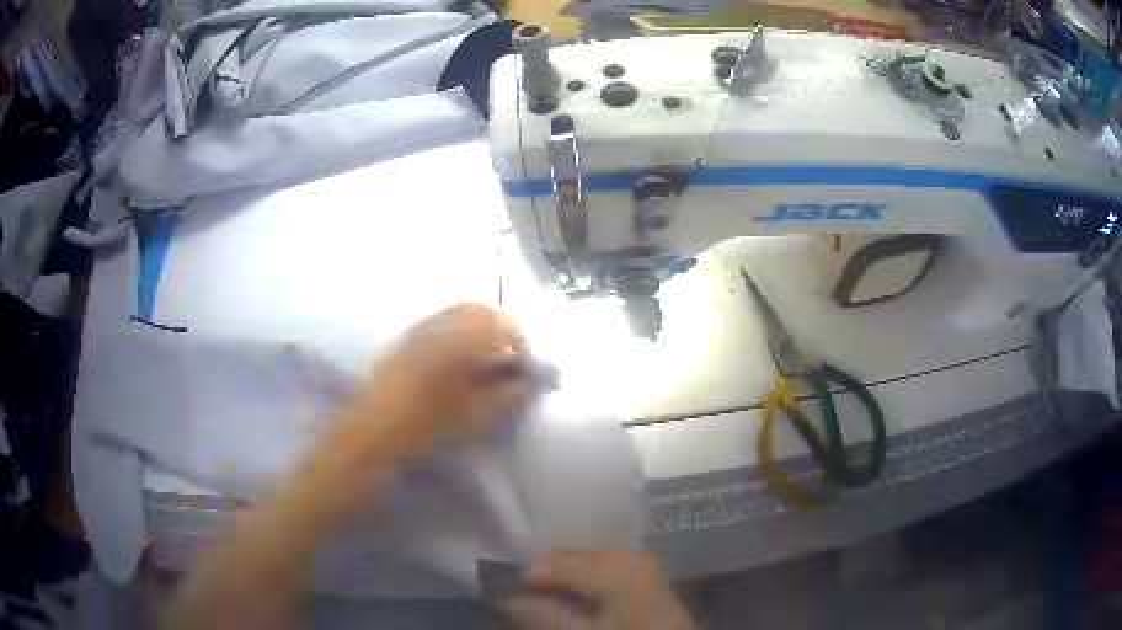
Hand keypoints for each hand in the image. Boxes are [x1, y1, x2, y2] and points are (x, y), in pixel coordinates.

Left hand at [279, 304, 537, 534]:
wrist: (370, 439)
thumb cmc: (426, 430)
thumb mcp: (477, 418)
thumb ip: (509, 395)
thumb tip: (528, 381)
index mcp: (460, 339)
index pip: (505, 321)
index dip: (522, 344)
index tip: (525, 372)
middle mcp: (439, 325)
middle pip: (483, 311)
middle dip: (502, 334)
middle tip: (507, 368)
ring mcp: (418, 330)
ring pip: (460, 316)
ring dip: (480, 335)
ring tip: (485, 370)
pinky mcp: (405, 342)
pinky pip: (441, 326)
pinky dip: (458, 339)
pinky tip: (457, 370)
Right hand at [507, 551, 695, 629]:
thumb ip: (548, 617)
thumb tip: (509, 599)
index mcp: (616, 567)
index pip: (554, 562)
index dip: (526, 577)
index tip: (507, 593)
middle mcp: (629, 554)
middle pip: (571, 555)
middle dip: (545, 575)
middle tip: (523, 598)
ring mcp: (640, 560)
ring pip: (586, 558)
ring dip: (563, 576)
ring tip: (547, 599)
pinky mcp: (645, 570)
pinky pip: (603, 564)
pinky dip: (583, 577)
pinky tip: (576, 596)